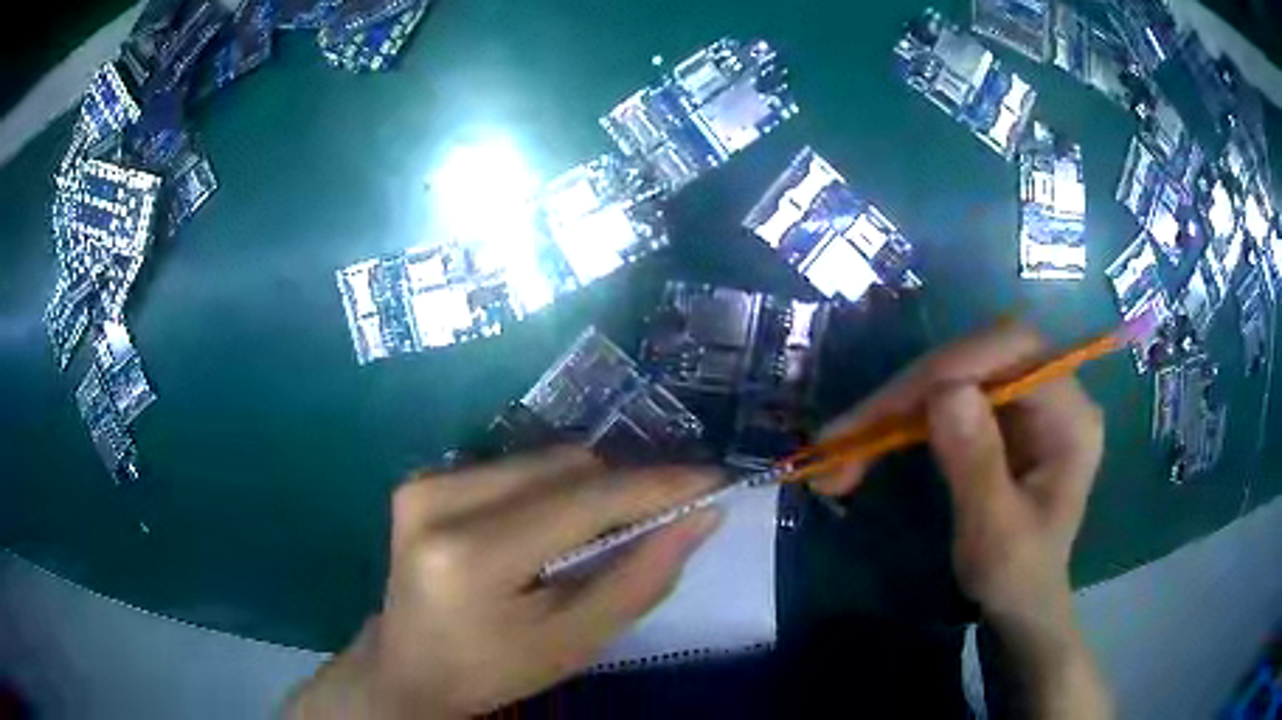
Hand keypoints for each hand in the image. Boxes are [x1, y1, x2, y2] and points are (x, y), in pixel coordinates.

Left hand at [288, 449, 722, 718]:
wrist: (409, 666)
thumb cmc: (493, 669)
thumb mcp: (575, 642)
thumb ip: (640, 578)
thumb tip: (701, 516)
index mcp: (472, 555)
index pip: (585, 501)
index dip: (658, 486)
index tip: (714, 479)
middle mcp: (439, 498)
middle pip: (565, 465)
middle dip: (624, 489)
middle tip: (660, 520)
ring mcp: (424, 480)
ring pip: (542, 459)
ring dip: (588, 488)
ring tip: (602, 533)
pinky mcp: (422, 477)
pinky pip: (514, 466)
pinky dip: (550, 489)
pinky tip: (551, 528)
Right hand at [814, 323, 1103, 624]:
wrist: (1019, 605)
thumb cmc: (1016, 578)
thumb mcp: (996, 536)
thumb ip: (977, 466)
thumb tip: (945, 392)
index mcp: (1071, 417)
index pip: (1015, 352)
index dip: (955, 365)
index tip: (895, 406)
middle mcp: (1052, 394)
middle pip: (978, 356)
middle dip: (912, 389)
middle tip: (851, 431)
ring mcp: (1024, 403)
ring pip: (953, 373)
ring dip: (897, 405)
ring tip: (844, 444)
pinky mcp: (998, 417)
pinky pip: (945, 397)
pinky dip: (903, 418)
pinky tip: (871, 441)